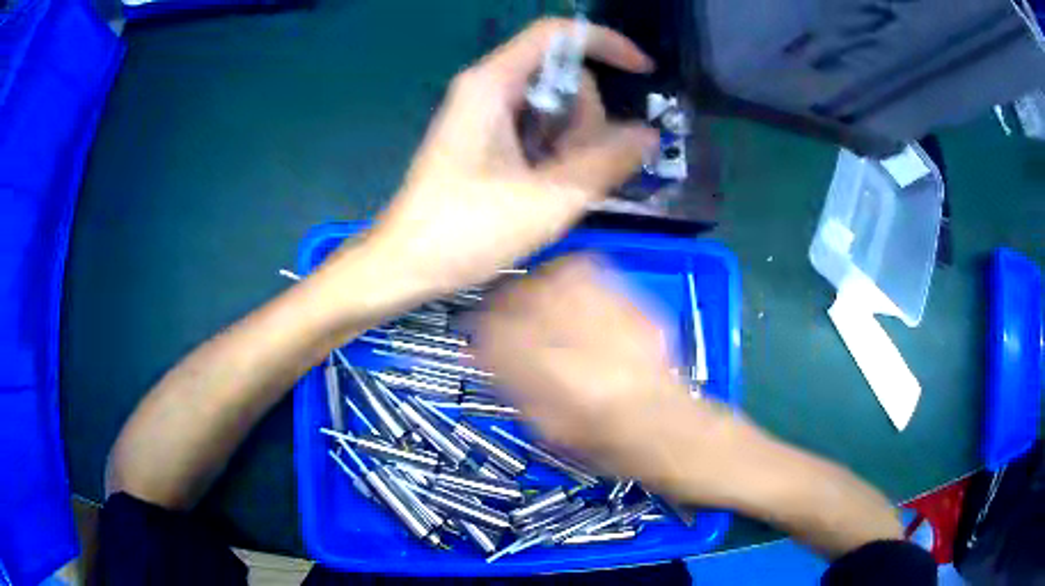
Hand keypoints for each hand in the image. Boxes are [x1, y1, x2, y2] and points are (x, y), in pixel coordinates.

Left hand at [364, 18, 658, 298]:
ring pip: (554, 108)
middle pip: (563, 77)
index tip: (643, 73)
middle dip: (586, 121)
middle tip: (572, 172)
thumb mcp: (549, 198)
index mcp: (493, 84)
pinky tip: (545, 190)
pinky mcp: (484, 139)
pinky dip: (555, 154)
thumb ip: (607, 161)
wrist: (406, 264)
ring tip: (553, 190)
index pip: (557, 35)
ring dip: (572, 145)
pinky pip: (537, 130)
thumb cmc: (466, 230)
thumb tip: (649, 136)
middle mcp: (487, 88)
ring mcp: (484, 114)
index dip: (606, 44)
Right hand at [475, 256, 903, 556]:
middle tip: (496, 308)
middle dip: (511, 298)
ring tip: (528, 292)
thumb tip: (498, 367)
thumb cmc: (646, 465)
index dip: (490, 331)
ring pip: (572, 281)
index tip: (476, 332)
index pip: (519, 343)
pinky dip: (577, 275)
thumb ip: (536, 406)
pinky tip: (566, 285)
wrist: (712, 449)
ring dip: (542, 282)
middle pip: (543, 301)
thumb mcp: (581, 451)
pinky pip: (606, 281)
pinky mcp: (653, 321)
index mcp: (583, 395)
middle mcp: (606, 353)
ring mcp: (634, 330)